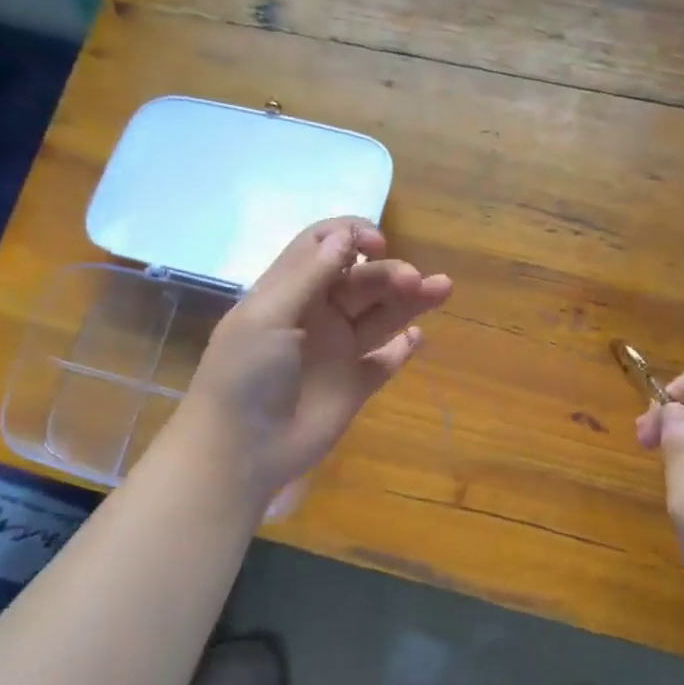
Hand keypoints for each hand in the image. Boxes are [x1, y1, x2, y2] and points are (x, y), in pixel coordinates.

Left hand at [175, 217, 451, 507]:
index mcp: (289, 291)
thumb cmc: (245, 374)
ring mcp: (338, 350)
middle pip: (360, 279)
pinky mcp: (355, 385)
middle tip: (412, 281)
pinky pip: (386, 360)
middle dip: (388, 272)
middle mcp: (317, 314)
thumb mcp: (268, 316)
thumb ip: (309, 276)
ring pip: (381, 314)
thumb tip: (345, 237)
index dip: (351, 235)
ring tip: (442, 288)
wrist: (242, 449)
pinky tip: (417, 337)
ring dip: (409, 299)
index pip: (323, 246)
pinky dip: (403, 347)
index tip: (376, 243)